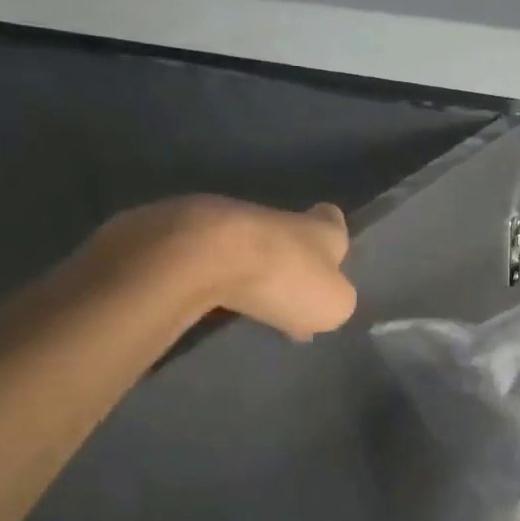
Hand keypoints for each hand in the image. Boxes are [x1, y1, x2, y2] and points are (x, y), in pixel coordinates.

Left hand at [88, 195, 355, 340]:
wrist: (201, 254)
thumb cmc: (283, 277)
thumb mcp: (333, 304)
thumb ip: (336, 300)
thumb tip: (325, 300)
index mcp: (320, 228)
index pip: (334, 220)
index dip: (333, 238)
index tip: (330, 259)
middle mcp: (278, 216)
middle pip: (289, 234)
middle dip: (287, 260)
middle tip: (286, 295)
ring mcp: (228, 220)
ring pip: (246, 244)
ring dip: (246, 267)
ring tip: (244, 303)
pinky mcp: (184, 232)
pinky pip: (206, 256)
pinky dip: (208, 275)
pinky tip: (205, 301)